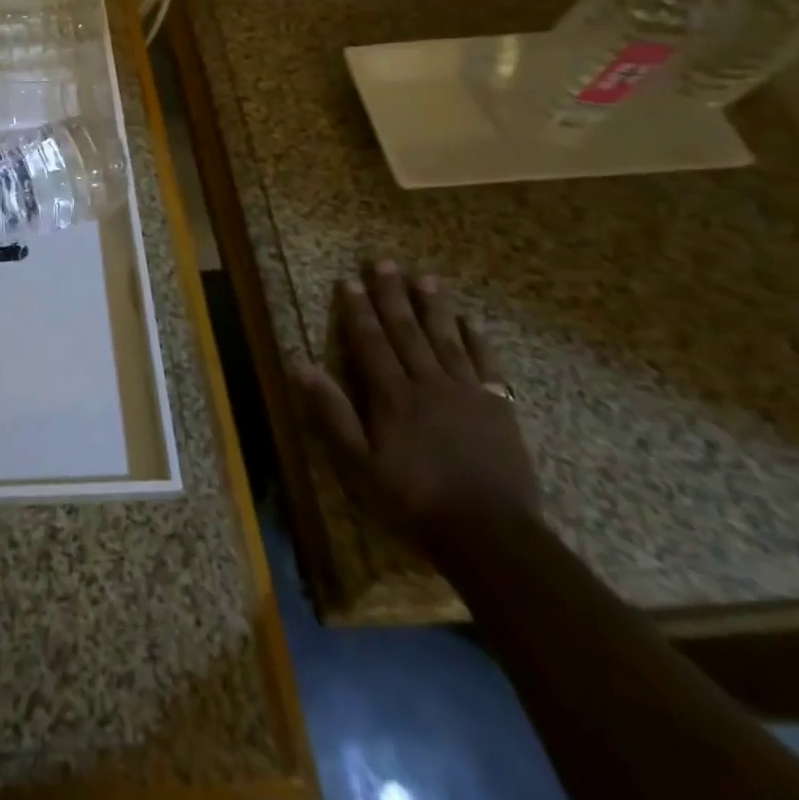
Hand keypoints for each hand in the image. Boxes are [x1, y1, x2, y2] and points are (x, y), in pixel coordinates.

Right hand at [293, 261, 540, 554]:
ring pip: (447, 340)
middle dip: (392, 295)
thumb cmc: (415, 502)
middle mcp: (428, 384)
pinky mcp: (498, 409)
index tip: (348, 280)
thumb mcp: (359, 465)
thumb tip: (299, 364)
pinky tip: (471, 322)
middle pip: (407, 331)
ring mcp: (468, 394)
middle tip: (385, 262)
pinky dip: (478, 341)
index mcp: (392, 396)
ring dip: (434, 307)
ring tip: (425, 278)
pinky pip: (487, 365)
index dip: (357, 310)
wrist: (493, 537)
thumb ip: (331, 413)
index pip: (370, 342)